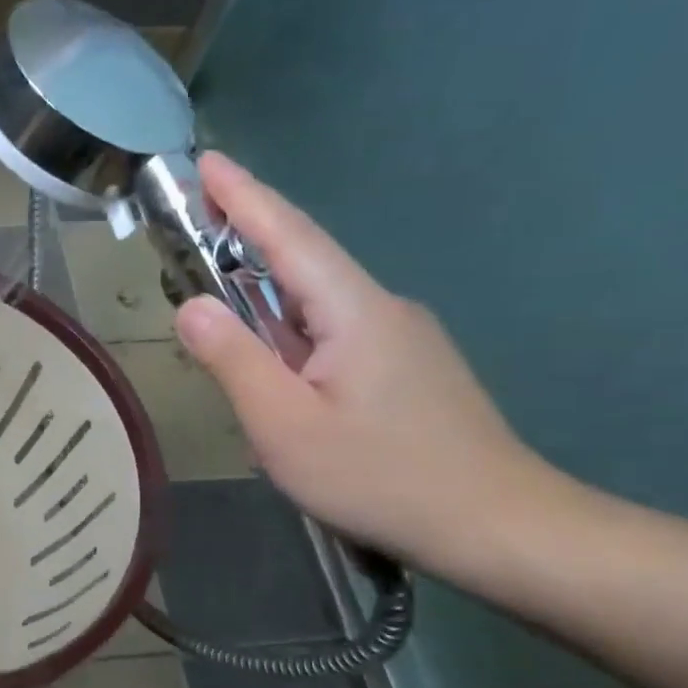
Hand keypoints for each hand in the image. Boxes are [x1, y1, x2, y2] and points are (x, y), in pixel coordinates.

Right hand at [172, 152, 557, 573]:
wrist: (496, 525)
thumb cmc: (379, 476)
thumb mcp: (284, 424)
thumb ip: (234, 360)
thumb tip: (190, 306)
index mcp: (353, 311)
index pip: (290, 237)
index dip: (245, 197)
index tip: (206, 162)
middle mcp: (381, 309)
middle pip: (305, 259)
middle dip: (248, 231)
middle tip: (194, 216)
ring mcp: (399, 338)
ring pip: (316, 300)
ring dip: (264, 286)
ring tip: (215, 294)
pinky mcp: (403, 367)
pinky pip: (331, 330)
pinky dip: (287, 325)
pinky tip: (269, 360)